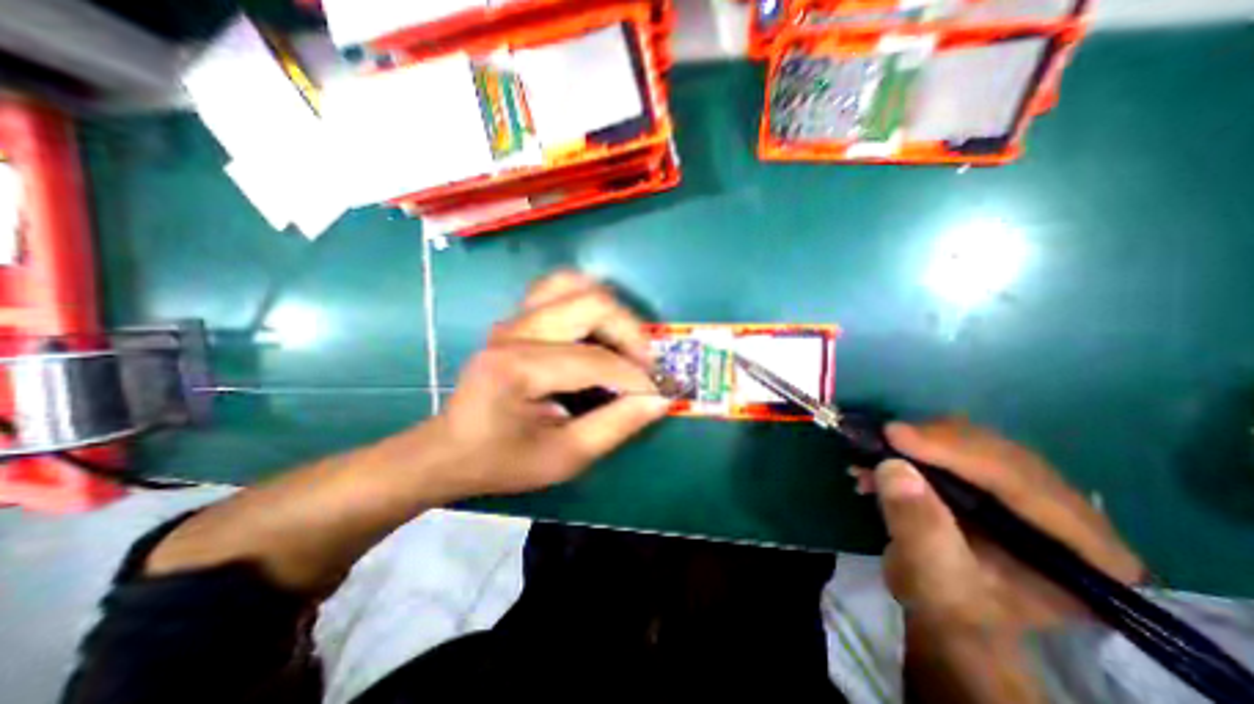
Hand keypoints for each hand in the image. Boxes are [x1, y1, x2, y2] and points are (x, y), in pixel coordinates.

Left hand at [422, 271, 676, 499]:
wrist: (451, 449)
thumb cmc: (503, 460)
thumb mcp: (564, 457)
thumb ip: (615, 426)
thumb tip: (659, 400)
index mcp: (518, 369)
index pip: (595, 360)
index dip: (636, 377)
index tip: (658, 394)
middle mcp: (514, 332)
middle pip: (591, 304)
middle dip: (630, 333)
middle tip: (644, 365)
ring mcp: (513, 319)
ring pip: (574, 284)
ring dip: (610, 310)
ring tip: (624, 343)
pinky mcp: (516, 317)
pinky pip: (559, 289)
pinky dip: (587, 301)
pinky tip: (596, 330)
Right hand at [859, 417, 1143, 631]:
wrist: (945, 612)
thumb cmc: (951, 607)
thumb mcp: (933, 577)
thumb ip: (918, 526)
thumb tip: (894, 467)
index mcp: (1085, 551)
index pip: (1023, 482)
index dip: (957, 452)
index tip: (896, 436)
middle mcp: (1067, 513)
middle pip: (999, 453)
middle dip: (932, 443)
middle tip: (881, 439)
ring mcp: (1028, 493)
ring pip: (973, 444)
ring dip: (916, 445)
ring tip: (868, 457)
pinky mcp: (992, 482)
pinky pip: (952, 449)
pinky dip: (911, 450)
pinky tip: (876, 462)